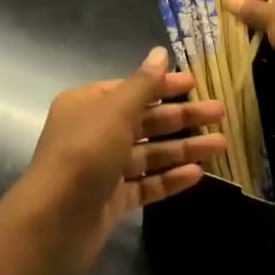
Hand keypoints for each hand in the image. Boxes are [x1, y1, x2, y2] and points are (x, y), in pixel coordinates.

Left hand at [12, 47, 224, 274]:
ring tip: (221, 145)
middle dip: (182, 117)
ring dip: (183, 148)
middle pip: (144, 121)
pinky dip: (169, 178)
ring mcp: (103, 168)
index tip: (196, 84)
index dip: (163, 86)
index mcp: (87, 104)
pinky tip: (197, 174)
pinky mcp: (111, 200)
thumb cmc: (84, 154)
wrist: (54, 221)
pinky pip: (145, 184)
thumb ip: (143, 84)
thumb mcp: (115, 112)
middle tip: (220, 113)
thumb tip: (160, 53)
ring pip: (149, 153)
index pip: (131, 89)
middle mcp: (93, 132)